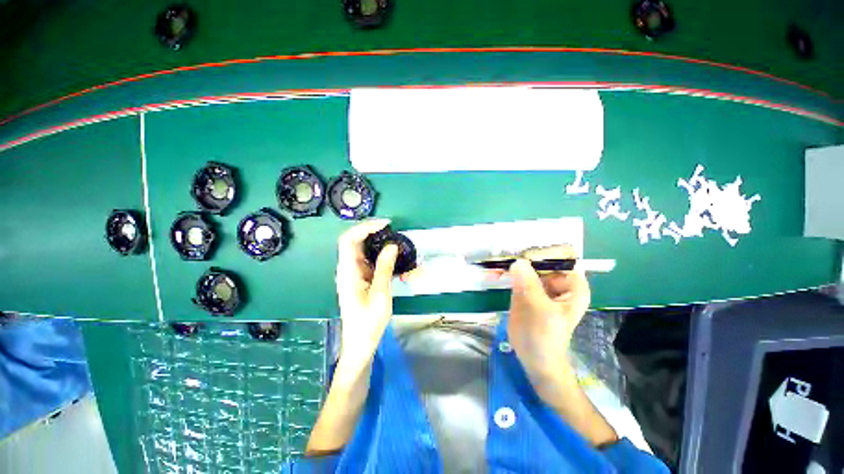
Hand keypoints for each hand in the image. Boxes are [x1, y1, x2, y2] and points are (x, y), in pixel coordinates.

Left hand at [335, 219, 398, 379]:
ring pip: (369, 253)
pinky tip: (403, 271)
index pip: (349, 240)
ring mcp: (356, 274)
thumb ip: (384, 268)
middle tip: (397, 235)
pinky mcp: (363, 279)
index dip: (365, 227)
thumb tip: (392, 246)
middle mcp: (349, 269)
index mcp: (348, 271)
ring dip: (386, 251)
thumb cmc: (368, 322)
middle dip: (378, 236)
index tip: (386, 225)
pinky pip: (375, 264)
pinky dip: (388, 263)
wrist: (361, 343)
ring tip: (404, 256)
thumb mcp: (380, 294)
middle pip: (358, 242)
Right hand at [506, 245, 590, 381]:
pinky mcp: (525, 292)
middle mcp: (557, 282)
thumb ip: (529, 285)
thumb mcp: (539, 310)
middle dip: (522, 256)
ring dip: (511, 263)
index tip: (525, 250)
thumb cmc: (545, 337)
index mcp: (572, 286)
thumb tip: (518, 261)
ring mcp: (540, 286)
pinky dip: (505, 274)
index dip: (544, 252)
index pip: (561, 258)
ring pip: (527, 268)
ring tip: (495, 261)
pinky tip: (493, 273)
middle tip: (503, 253)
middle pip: (541, 261)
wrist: (535, 360)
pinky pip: (516, 277)